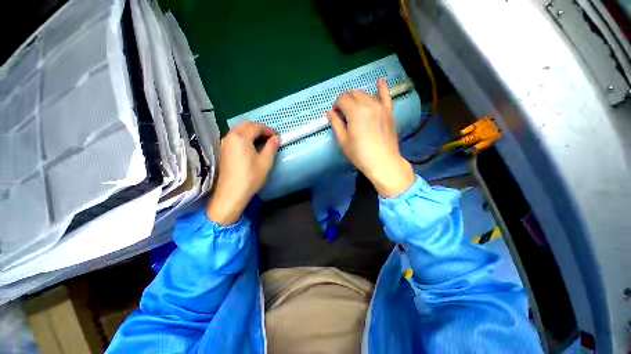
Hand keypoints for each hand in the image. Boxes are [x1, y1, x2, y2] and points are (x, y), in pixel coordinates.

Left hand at [207, 122, 279, 224]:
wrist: (232, 193)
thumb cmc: (251, 177)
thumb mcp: (265, 161)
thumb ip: (272, 146)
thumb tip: (276, 138)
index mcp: (240, 137)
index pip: (256, 127)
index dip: (268, 130)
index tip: (277, 136)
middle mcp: (230, 136)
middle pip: (246, 125)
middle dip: (259, 129)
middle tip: (270, 137)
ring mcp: (224, 143)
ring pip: (239, 131)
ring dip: (251, 132)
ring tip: (262, 142)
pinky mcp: (223, 151)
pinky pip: (235, 138)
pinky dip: (245, 138)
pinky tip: (251, 147)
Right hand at [327, 78, 414, 196]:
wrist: (383, 162)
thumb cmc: (360, 154)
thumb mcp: (343, 141)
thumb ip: (336, 124)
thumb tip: (330, 112)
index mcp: (355, 112)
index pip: (342, 99)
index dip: (336, 105)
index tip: (335, 114)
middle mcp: (368, 105)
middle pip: (353, 94)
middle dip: (345, 100)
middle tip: (343, 112)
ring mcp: (381, 107)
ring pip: (366, 94)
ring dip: (357, 98)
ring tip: (354, 108)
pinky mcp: (389, 112)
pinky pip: (386, 96)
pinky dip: (382, 88)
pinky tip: (379, 81)